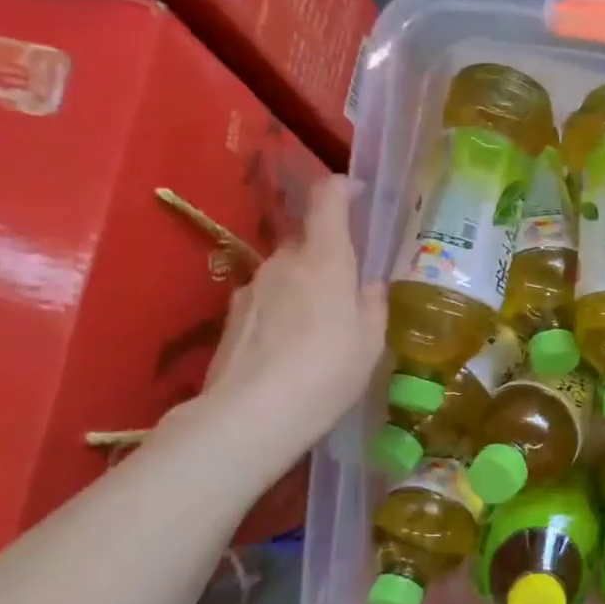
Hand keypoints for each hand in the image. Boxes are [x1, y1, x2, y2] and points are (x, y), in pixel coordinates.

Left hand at [177, 174, 384, 486]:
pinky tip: (292, 349)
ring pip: (287, 273)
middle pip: (308, 241)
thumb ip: (373, 304)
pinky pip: (267, 299)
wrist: (251, 416)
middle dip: (331, 254)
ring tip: (322, 327)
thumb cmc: (327, 373)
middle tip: (351, 287)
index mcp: (324, 260)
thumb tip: (369, 285)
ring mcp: (252, 287)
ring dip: (306, 286)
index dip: (344, 187)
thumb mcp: (370, 342)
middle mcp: (283, 262)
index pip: (328, 199)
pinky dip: (284, 311)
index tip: (360, 193)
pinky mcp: (231, 316)